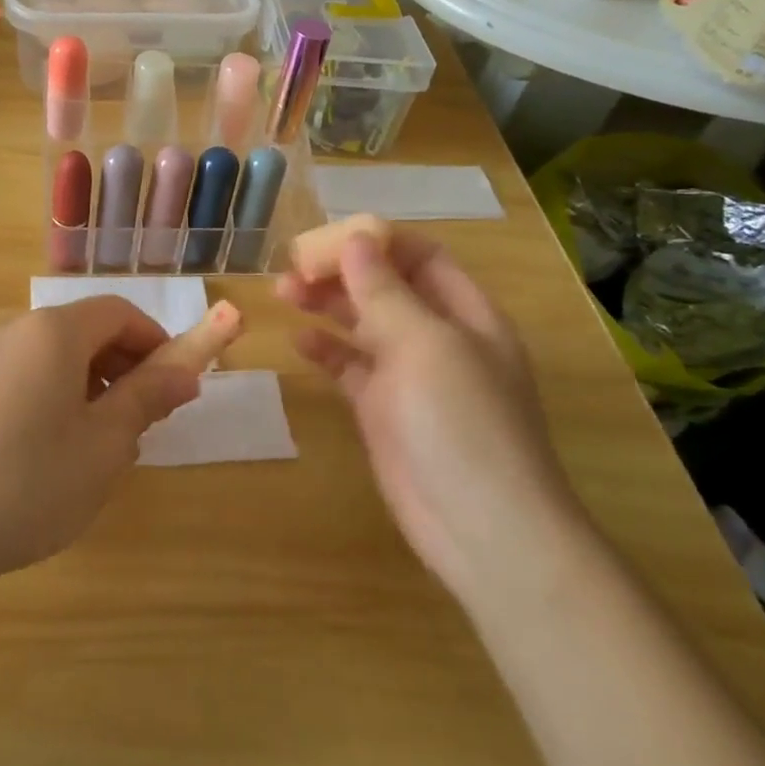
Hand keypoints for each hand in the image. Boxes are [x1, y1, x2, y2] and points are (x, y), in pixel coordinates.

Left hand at [0, 298, 240, 589]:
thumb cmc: (30, 483)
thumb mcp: (105, 444)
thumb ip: (148, 397)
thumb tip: (186, 371)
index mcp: (53, 331)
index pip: (118, 312)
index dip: (154, 340)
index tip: (173, 383)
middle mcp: (16, 328)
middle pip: (85, 328)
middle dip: (124, 364)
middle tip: (145, 418)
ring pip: (56, 353)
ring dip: (92, 381)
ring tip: (103, 441)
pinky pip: (27, 372)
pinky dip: (57, 391)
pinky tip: (57, 447)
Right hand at [278, 232, 582, 600]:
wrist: (481, 528)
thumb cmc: (460, 421)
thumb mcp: (423, 343)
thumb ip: (383, 290)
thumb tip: (356, 239)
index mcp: (466, 314)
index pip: (422, 257)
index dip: (378, 242)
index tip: (328, 237)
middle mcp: (439, 338)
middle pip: (387, 288)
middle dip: (342, 272)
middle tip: (292, 267)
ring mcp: (411, 377)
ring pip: (364, 325)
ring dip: (327, 305)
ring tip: (283, 292)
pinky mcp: (384, 411)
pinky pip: (351, 368)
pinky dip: (326, 351)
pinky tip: (299, 341)